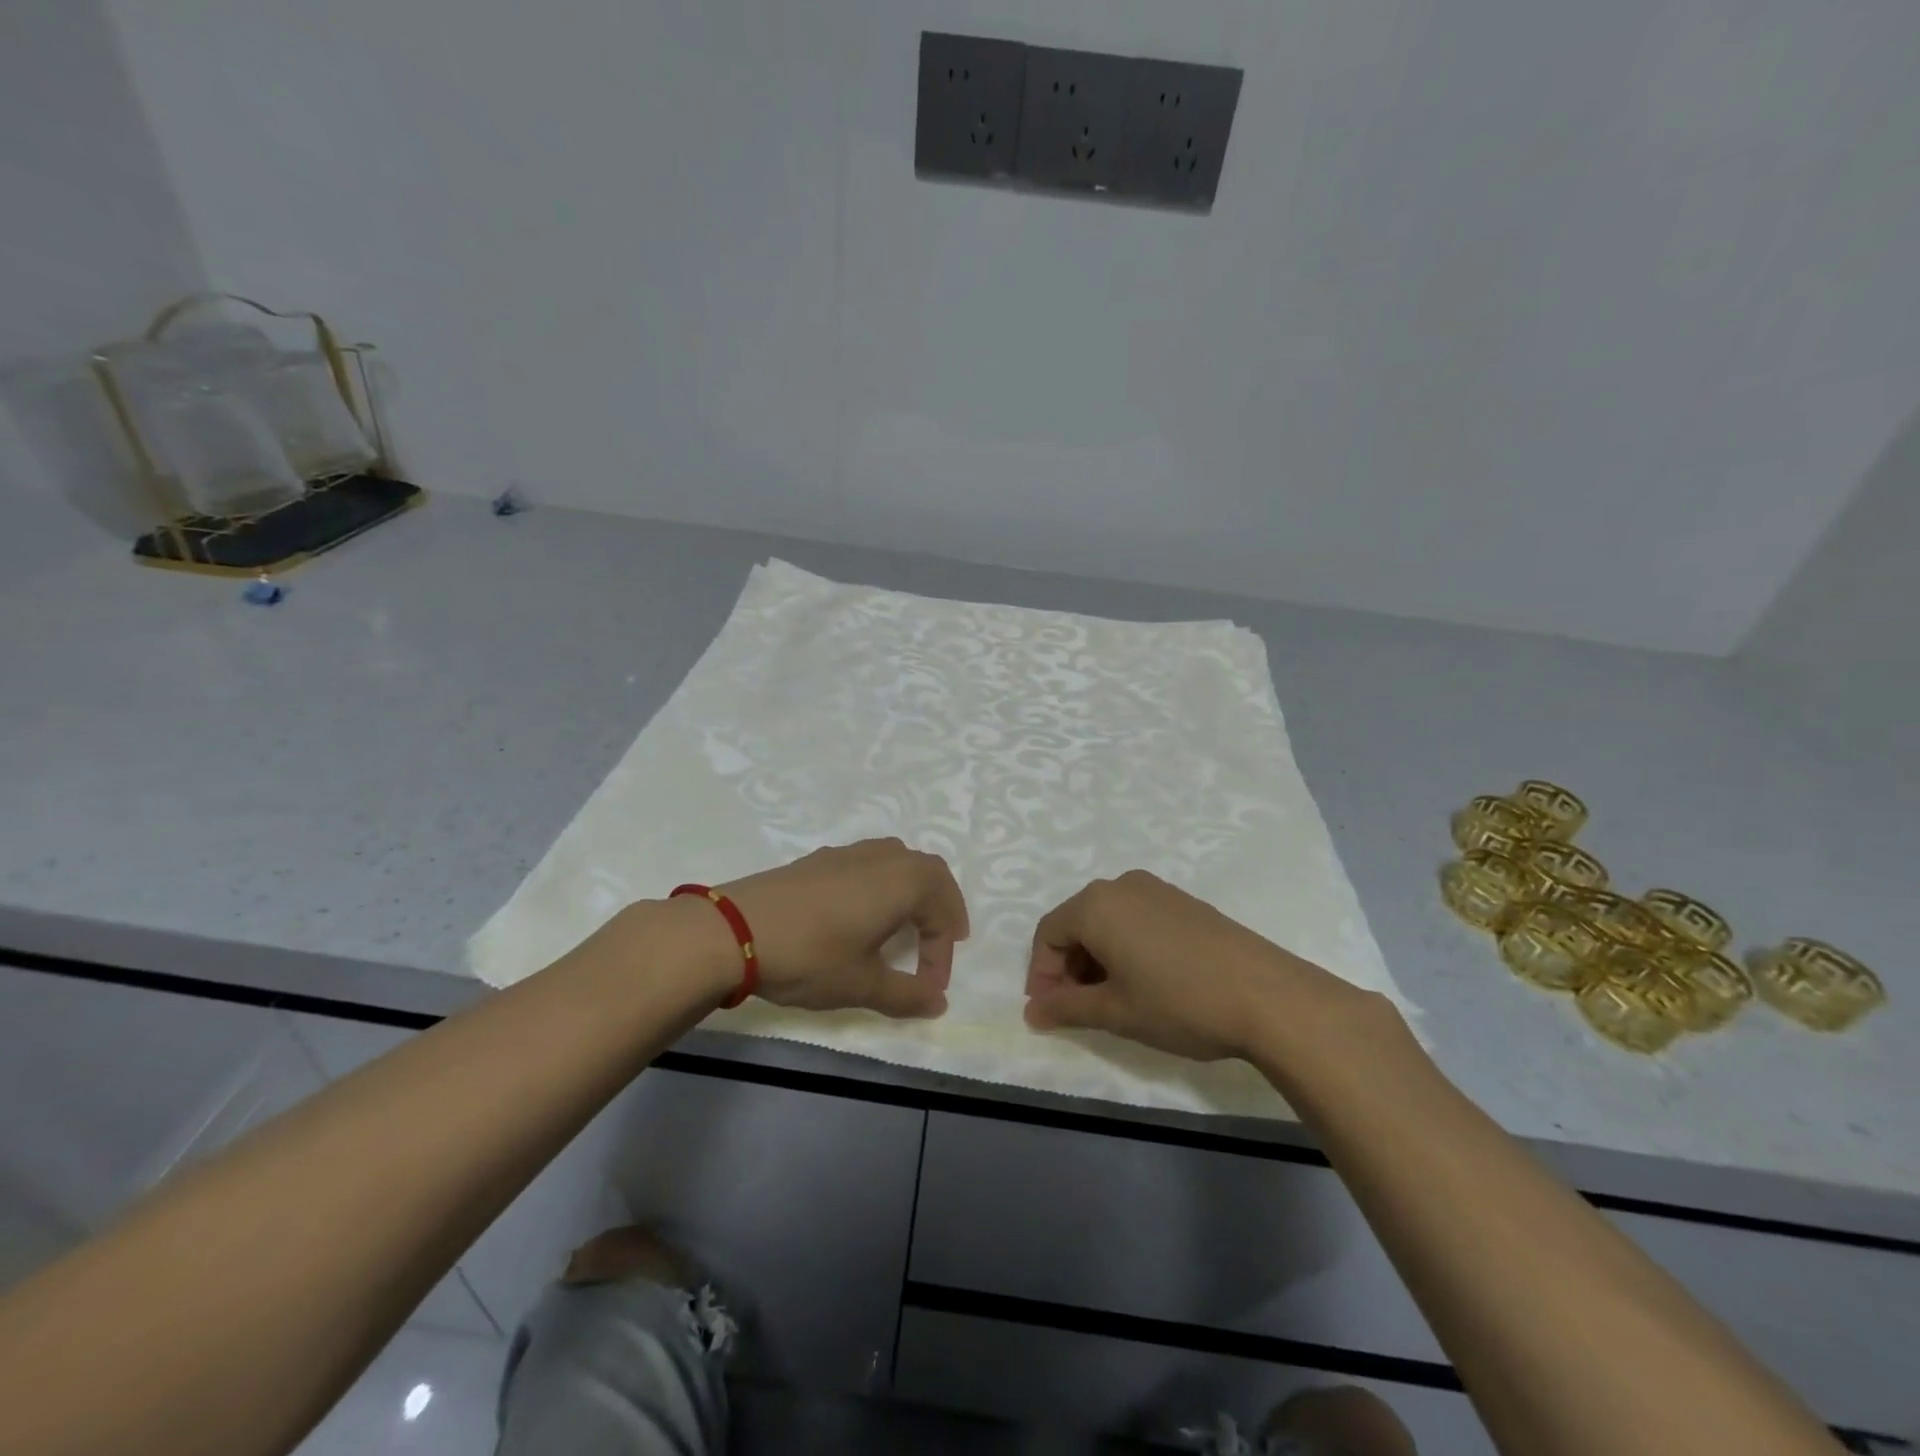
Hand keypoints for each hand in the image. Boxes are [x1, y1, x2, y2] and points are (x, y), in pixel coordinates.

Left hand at [709, 839, 968, 1017]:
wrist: (733, 930)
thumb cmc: (811, 956)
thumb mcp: (862, 984)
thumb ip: (906, 994)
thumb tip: (939, 1003)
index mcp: (904, 881)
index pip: (941, 913)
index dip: (942, 955)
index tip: (930, 990)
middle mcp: (883, 857)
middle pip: (929, 872)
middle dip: (941, 907)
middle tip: (941, 940)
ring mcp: (848, 852)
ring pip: (898, 861)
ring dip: (912, 891)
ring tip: (906, 924)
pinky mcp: (819, 859)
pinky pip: (869, 864)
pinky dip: (882, 885)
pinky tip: (861, 913)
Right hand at [1023, 869, 1357, 1061]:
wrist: (1268, 995)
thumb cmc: (1179, 1002)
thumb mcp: (1115, 1011)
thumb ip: (1066, 1008)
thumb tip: (1032, 1012)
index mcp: (1096, 905)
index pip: (1049, 934)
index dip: (1042, 974)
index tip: (1049, 1012)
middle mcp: (1122, 886)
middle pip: (1077, 923)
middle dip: (1069, 967)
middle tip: (1079, 1010)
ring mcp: (1157, 890)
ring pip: (1108, 921)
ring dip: (1098, 959)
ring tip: (1113, 1000)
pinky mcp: (1184, 902)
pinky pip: (1137, 919)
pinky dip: (1126, 947)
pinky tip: (1146, 982)